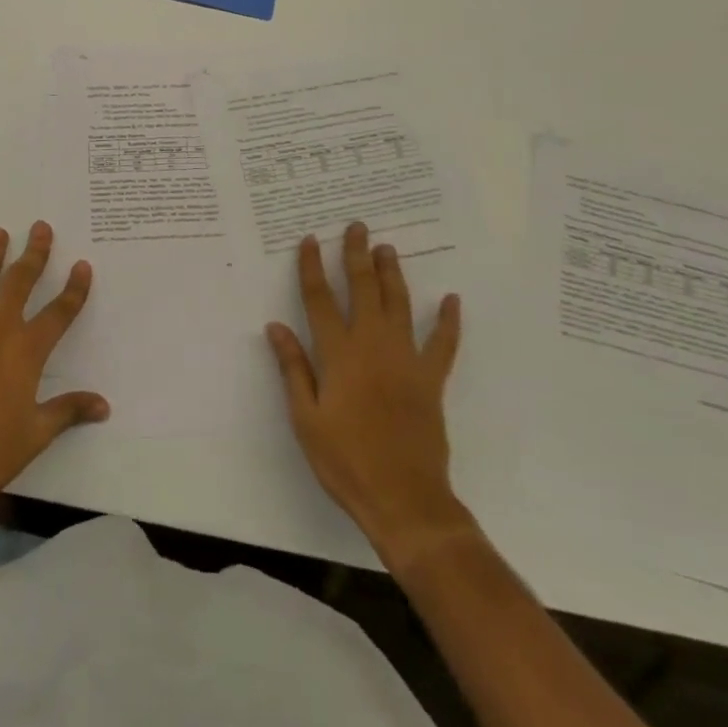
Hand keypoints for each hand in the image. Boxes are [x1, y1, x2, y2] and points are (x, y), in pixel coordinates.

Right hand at [267, 223, 470, 570]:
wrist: (404, 500)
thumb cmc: (345, 460)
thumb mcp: (305, 418)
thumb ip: (293, 368)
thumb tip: (276, 327)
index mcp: (338, 355)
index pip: (320, 299)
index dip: (312, 267)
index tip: (310, 240)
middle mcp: (372, 346)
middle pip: (363, 290)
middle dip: (357, 256)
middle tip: (357, 227)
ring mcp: (406, 360)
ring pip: (399, 305)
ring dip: (392, 274)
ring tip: (388, 248)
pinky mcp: (431, 380)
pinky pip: (443, 344)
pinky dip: (448, 322)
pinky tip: (452, 300)